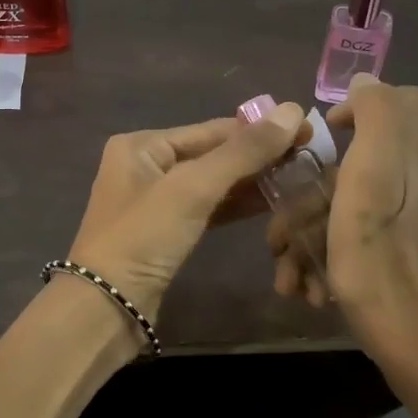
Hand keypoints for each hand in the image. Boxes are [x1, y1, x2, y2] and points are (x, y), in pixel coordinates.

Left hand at [68, 102, 308, 328]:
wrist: (107, 307)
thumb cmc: (144, 237)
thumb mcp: (193, 189)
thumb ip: (243, 152)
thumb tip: (292, 110)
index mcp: (142, 145)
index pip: (212, 130)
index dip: (260, 129)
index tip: (306, 128)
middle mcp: (146, 165)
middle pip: (213, 154)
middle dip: (258, 156)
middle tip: (310, 154)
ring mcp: (156, 201)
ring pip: (213, 183)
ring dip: (252, 181)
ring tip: (299, 176)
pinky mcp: (167, 232)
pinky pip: (208, 208)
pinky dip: (236, 205)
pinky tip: (271, 203)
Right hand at [268, 77, 417, 396]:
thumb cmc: (380, 268)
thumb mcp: (368, 187)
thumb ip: (377, 122)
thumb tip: (366, 79)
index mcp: (412, 162)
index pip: (401, 102)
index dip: (357, 108)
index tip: (321, 141)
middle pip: (357, 167)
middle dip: (308, 200)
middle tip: (277, 239)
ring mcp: (415, 225)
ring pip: (350, 210)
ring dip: (310, 239)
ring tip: (288, 276)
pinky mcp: (408, 257)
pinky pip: (361, 242)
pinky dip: (330, 259)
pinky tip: (311, 291)